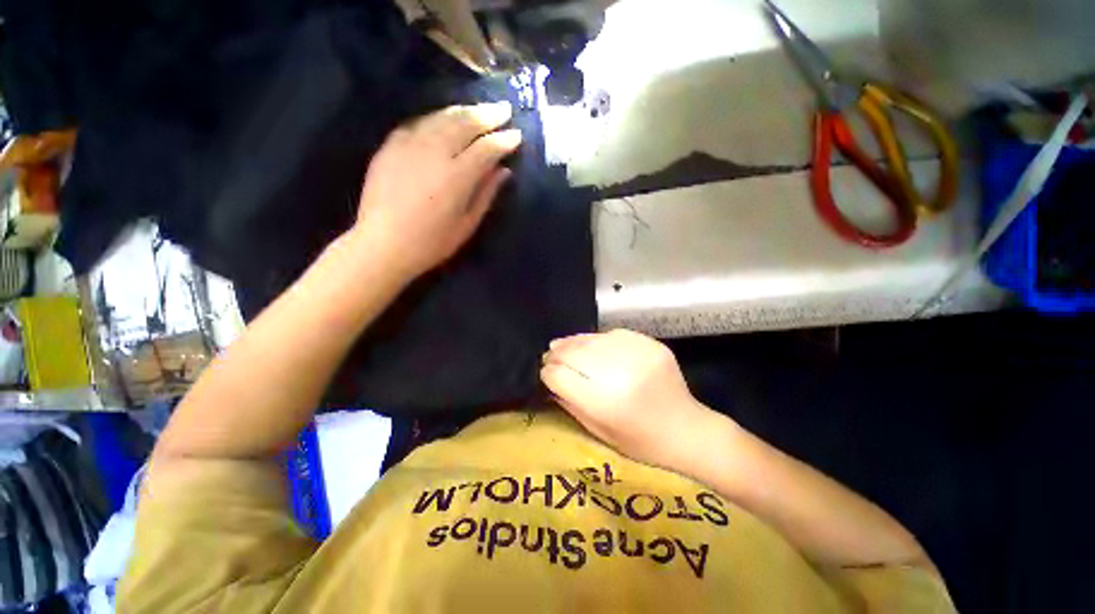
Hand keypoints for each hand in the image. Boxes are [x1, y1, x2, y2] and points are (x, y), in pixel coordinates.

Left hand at [350, 102, 521, 280]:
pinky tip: (445, 120)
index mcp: (456, 177)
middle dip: (488, 115)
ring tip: (479, 110)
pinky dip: (437, 118)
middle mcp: (434, 152)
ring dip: (464, 111)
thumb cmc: (431, 243)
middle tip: (504, 109)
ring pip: (442, 117)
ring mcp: (409, 145)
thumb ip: (486, 194)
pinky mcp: (390, 145)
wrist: (382, 245)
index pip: (486, 148)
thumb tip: (503, 171)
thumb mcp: (467, 224)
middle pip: (465, 123)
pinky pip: (419, 123)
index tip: (517, 135)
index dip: (504, 140)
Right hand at [541, 329, 712, 468]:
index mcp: (605, 402)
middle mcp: (619, 373)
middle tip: (548, 355)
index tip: (544, 372)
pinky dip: (596, 340)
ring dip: (572, 343)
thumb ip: (570, 403)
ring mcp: (637, 354)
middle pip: (573, 354)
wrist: (688, 430)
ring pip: (591, 340)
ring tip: (561, 345)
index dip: (548, 372)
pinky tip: (590, 345)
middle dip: (556, 354)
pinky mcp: (650, 344)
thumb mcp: (599, 432)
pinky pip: (612, 335)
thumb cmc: (641, 443)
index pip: (561, 376)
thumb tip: (550, 378)